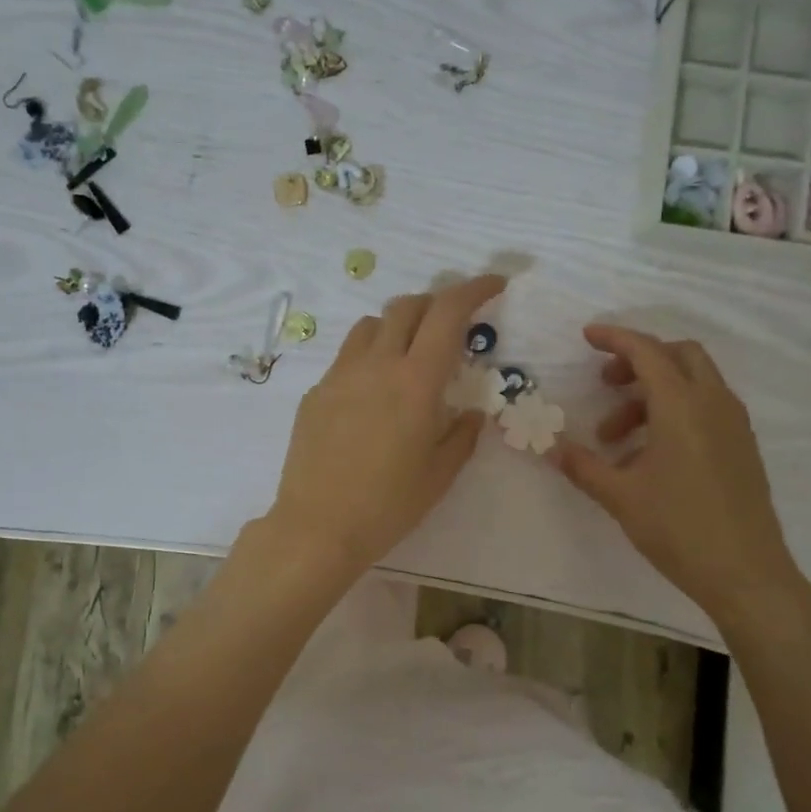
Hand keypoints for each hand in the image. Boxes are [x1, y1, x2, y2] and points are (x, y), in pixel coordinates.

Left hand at [267, 274, 506, 570]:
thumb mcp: (439, 475)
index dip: (474, 289)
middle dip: (436, 303)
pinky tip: (374, 393)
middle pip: (407, 306)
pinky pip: (347, 357)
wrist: (317, 527)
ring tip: (410, 353)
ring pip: (371, 325)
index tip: (494, 285)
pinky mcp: (316, 392)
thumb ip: (461, 436)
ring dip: (398, 325)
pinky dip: (370, 356)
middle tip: (452, 325)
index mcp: (416, 381)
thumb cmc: (388, 505)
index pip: (448, 313)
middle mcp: (377, 365)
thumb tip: (470, 413)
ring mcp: (340, 375)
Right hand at [553, 324, 804, 624]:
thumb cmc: (678, 528)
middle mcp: (714, 404)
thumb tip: (548, 447)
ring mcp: (734, 424)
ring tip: (615, 437)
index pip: (647, 352)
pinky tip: (649, 453)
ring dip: (652, 393)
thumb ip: (582, 465)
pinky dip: (675, 410)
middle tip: (606, 384)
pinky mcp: (742, 446)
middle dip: (639, 360)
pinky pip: (706, 407)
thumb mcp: (620, 496)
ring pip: (694, 382)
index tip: (587, 337)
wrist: (746, 573)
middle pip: (679, 355)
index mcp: (682, 406)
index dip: (615, 339)